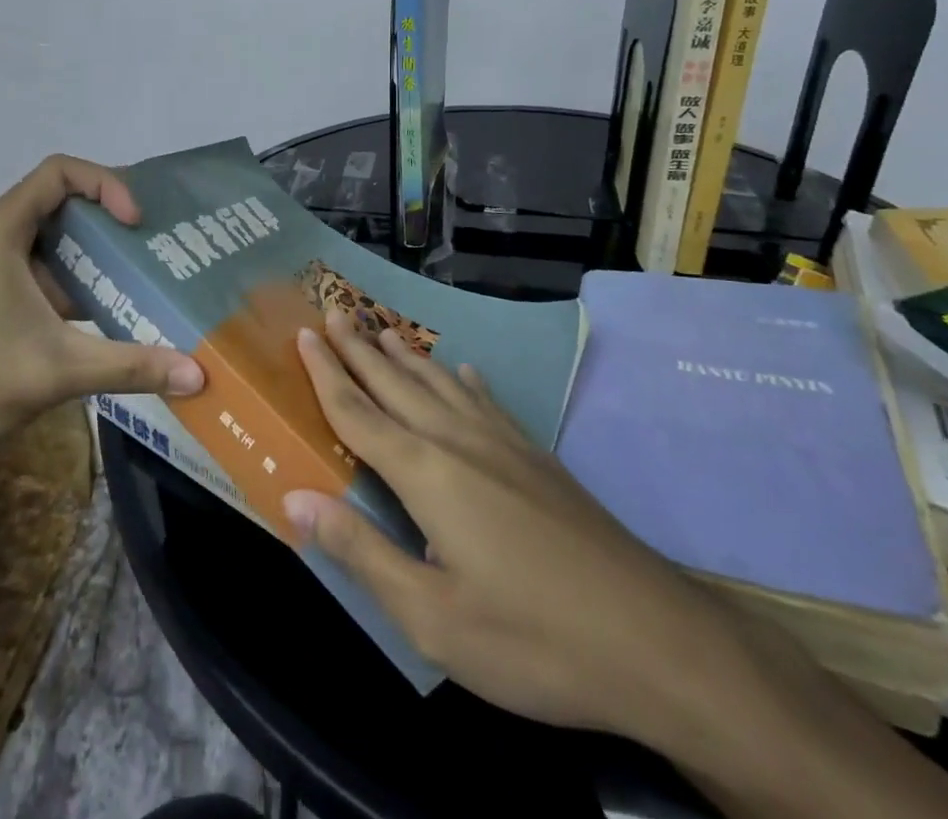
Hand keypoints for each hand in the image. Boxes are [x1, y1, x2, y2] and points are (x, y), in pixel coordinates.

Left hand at [0, 155, 204, 481]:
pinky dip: (73, 296)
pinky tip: (107, 327)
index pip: (61, 172)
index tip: (135, 225)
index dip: (106, 185)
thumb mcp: (55, 370)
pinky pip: (38, 285)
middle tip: (158, 252)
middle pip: (61, 209)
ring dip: (94, 266)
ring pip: (50, 252)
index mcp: (2, 230)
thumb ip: (131, 366)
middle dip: (110, 227)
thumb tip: (200, 376)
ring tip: (144, 287)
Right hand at [281, 312, 752, 751]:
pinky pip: (488, 402)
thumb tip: (295, 498)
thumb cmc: (530, 638)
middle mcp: (458, 440)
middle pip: (395, 383)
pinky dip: (465, 382)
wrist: (652, 637)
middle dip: (359, 347)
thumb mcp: (432, 616)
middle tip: (332, 310)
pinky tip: (467, 374)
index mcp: (425, 472)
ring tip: (382, 328)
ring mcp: (503, 443)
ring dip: (405, 355)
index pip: (359, 412)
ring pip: (440, 383)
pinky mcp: (537, 457)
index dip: (326, 373)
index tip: (303, 332)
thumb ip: (360, 552)